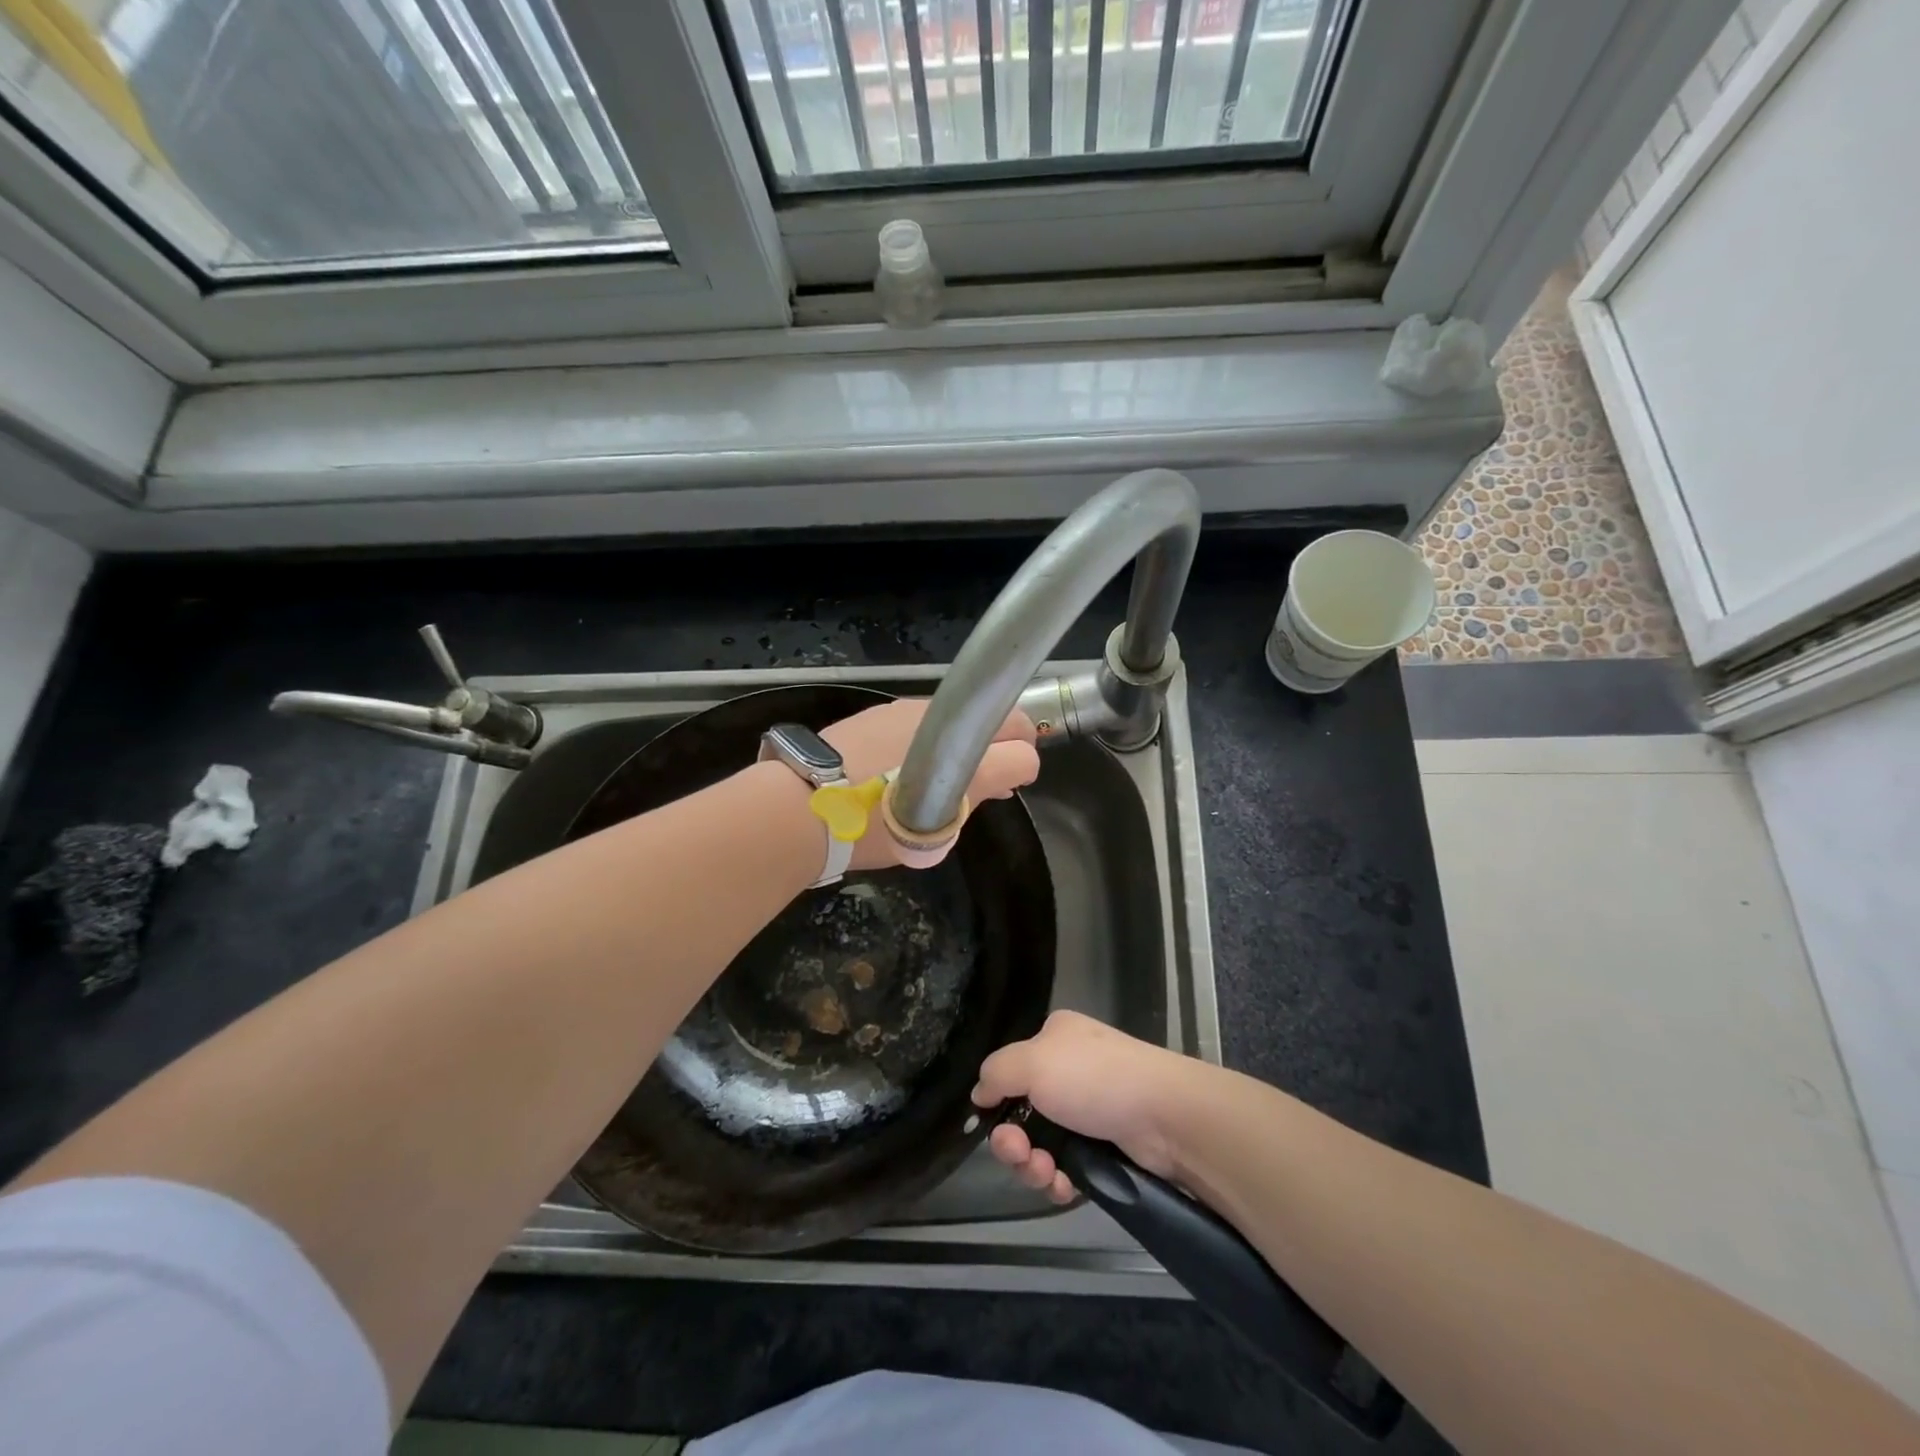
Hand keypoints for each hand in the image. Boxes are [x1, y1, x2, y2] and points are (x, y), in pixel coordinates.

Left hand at [819, 699, 1039, 872]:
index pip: (1019, 741)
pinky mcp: (878, 712)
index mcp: (960, 747)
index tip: (1013, 783)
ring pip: (955, 720)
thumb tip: (1009, 773)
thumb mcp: (940, 821)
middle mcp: (939, 718)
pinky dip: (929, 740)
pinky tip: (907, 766)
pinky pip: (920, 722)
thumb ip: (983, 789)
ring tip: (945, 777)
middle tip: (992, 779)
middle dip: (1002, 744)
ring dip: (963, 742)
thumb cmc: (875, 824)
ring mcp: (905, 711)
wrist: (803, 806)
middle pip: (990, 719)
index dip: (1024, 761)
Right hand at [971, 1011, 1200, 1203]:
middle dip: (1013, 1142)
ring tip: (1046, 1174)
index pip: (1012, 1070)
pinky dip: (1059, 1181)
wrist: (1167, 1117)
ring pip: (1042, 1146)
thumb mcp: (1032, 1062)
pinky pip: (1068, 1169)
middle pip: (1023, 1114)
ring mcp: (1090, 1112)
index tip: (993, 1123)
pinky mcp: (1106, 1148)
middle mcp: (1070, 1071)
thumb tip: (978, 1092)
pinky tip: (1064, 1187)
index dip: (998, 1101)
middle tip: (1020, 1154)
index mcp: (1055, 1039)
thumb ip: (996, 1073)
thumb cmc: (1095, 1078)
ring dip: (1034, 1166)